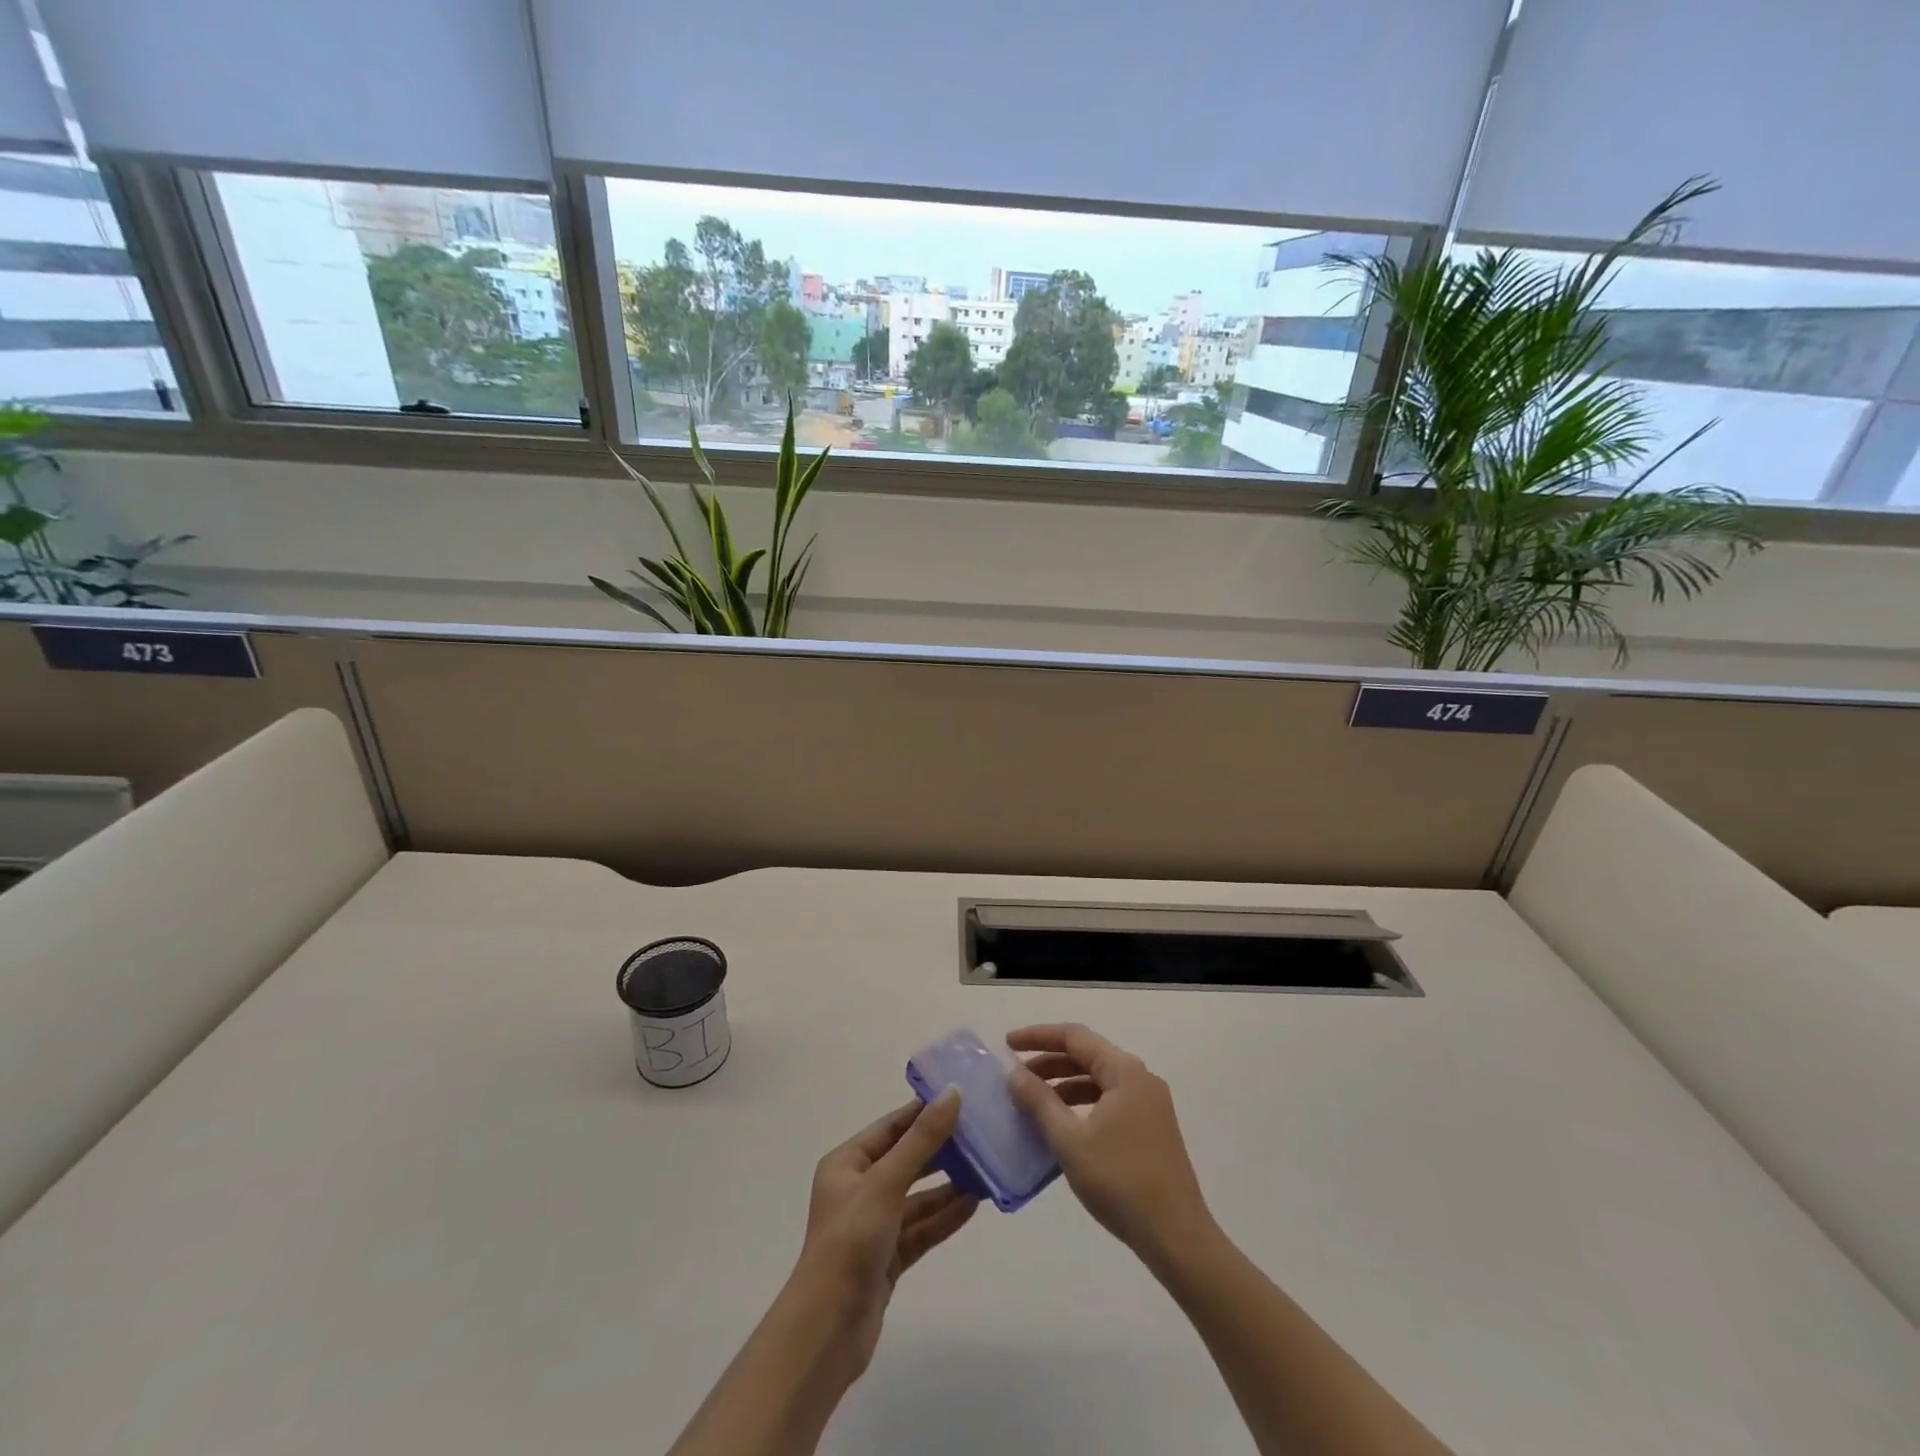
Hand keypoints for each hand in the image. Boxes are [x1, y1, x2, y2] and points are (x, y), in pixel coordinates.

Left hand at [790, 1090, 978, 1372]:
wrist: (827, 1331)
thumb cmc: (850, 1241)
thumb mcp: (886, 1182)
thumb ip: (922, 1140)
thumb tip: (952, 1093)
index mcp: (847, 1163)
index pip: (891, 1126)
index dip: (923, 1111)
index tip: (961, 1098)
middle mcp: (858, 1189)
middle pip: (905, 1160)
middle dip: (941, 1150)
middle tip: (980, 1134)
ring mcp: (873, 1225)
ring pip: (917, 1197)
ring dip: (948, 1186)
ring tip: (984, 1170)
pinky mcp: (887, 1258)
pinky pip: (921, 1228)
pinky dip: (944, 1217)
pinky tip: (973, 1205)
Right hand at [1007, 1023, 1214, 1265]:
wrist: (1177, 1237)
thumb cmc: (1121, 1182)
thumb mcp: (1070, 1141)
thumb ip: (1040, 1102)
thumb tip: (1015, 1074)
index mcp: (1124, 1072)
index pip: (1074, 1037)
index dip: (1038, 1036)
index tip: (1008, 1044)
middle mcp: (1140, 1079)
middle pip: (1087, 1056)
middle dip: (1049, 1063)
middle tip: (1015, 1078)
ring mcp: (1149, 1104)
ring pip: (1098, 1080)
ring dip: (1064, 1085)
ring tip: (1032, 1103)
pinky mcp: (1151, 1128)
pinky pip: (1108, 1101)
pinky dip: (1081, 1105)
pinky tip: (1062, 1127)